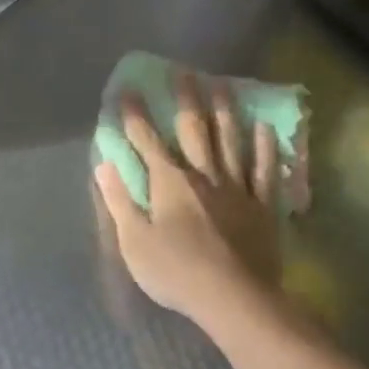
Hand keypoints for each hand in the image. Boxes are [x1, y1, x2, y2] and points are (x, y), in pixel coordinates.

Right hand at [93, 72, 282, 326]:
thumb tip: (104, 166)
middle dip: (185, 99)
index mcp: (169, 183)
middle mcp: (203, 175)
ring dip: (225, 111)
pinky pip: (264, 170)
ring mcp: (237, 188)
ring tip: (223, 84)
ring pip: (231, 140)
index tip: (127, 91)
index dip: (135, 116)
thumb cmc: (175, 272)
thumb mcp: (134, 242)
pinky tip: (263, 127)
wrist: (232, 297)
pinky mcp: (261, 205)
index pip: (147, 141)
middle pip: (194, 129)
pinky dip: (264, 147)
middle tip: (184, 71)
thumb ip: (119, 201)